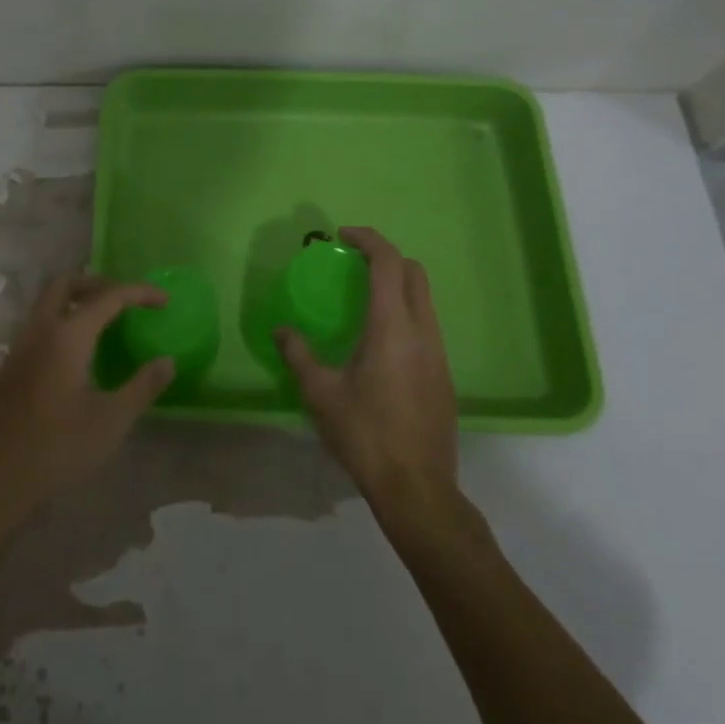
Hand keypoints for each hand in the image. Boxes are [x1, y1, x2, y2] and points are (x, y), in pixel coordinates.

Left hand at [0, 273, 174, 534]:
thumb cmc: (57, 448)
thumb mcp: (111, 421)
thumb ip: (142, 386)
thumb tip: (167, 362)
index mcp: (67, 336)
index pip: (108, 297)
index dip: (139, 293)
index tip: (164, 300)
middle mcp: (38, 331)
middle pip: (65, 283)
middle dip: (98, 283)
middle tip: (124, 301)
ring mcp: (17, 349)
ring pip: (46, 304)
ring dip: (76, 302)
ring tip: (104, 325)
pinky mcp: (7, 369)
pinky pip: (37, 329)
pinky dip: (61, 325)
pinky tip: (76, 359)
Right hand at [276, 227, 459, 515]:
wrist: (417, 488)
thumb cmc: (365, 434)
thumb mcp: (320, 393)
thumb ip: (298, 354)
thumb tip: (281, 330)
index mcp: (392, 327)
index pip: (388, 262)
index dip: (368, 239)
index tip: (342, 235)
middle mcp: (422, 332)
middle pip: (414, 273)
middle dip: (385, 257)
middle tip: (353, 263)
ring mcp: (439, 354)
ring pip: (425, 299)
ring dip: (398, 284)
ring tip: (363, 298)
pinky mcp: (444, 375)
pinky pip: (427, 325)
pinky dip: (406, 311)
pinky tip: (380, 341)